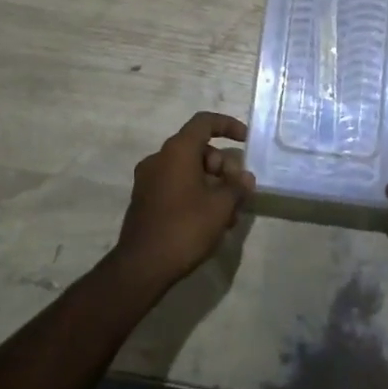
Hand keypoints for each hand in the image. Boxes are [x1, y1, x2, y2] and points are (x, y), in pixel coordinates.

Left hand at [113, 112, 255, 289]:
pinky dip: (195, 194)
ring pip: (189, 170)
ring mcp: (149, 180)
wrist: (141, 267)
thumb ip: (237, 187)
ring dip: (212, 185)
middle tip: (238, 192)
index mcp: (177, 151)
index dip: (228, 126)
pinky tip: (209, 222)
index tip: (246, 141)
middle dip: (223, 167)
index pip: (204, 122)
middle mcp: (159, 158)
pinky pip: (176, 185)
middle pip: (199, 149)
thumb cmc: (184, 228)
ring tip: (228, 215)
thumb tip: (245, 178)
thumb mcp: (221, 207)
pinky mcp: (145, 200)